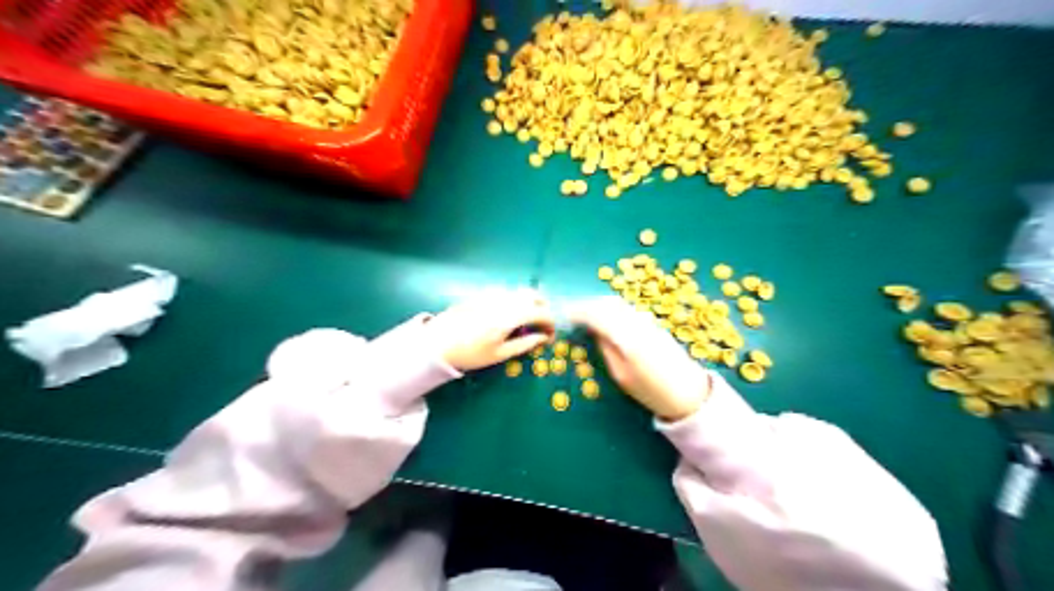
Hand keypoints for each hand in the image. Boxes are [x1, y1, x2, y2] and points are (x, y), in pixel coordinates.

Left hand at [423, 289, 554, 370]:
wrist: (437, 343)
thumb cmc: (470, 353)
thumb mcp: (499, 354)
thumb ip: (525, 344)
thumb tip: (543, 338)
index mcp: (512, 316)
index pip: (542, 313)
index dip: (551, 325)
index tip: (550, 337)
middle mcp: (505, 299)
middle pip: (534, 295)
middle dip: (543, 309)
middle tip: (541, 326)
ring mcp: (493, 293)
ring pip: (521, 291)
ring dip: (530, 303)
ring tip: (526, 322)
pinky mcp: (483, 292)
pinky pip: (507, 292)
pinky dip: (516, 300)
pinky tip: (508, 315)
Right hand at [574, 294, 712, 418]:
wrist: (688, 392)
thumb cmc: (651, 390)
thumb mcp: (621, 375)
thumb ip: (606, 348)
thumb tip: (593, 330)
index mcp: (627, 337)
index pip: (596, 314)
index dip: (577, 312)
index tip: (563, 315)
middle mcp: (636, 322)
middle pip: (606, 303)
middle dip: (586, 304)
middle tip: (570, 314)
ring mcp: (646, 320)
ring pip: (616, 303)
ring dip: (597, 305)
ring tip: (583, 315)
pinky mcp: (652, 322)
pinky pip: (625, 308)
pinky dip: (609, 309)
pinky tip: (603, 319)